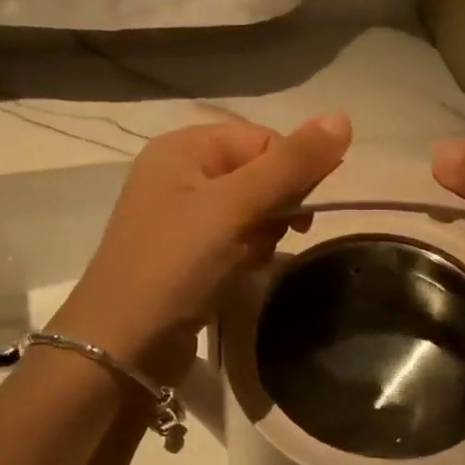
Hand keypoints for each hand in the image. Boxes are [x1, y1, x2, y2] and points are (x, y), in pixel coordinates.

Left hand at [56, 115, 351, 378]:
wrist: (121, 348)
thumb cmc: (176, 265)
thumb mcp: (235, 208)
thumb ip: (290, 164)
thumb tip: (342, 116)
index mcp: (184, 147)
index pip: (262, 140)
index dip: (289, 172)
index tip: (300, 214)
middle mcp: (180, 173)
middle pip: (258, 174)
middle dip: (273, 210)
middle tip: (265, 240)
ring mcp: (181, 215)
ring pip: (251, 210)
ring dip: (261, 236)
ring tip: (245, 263)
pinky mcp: (186, 252)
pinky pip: (234, 238)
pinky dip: (245, 255)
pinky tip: (237, 276)